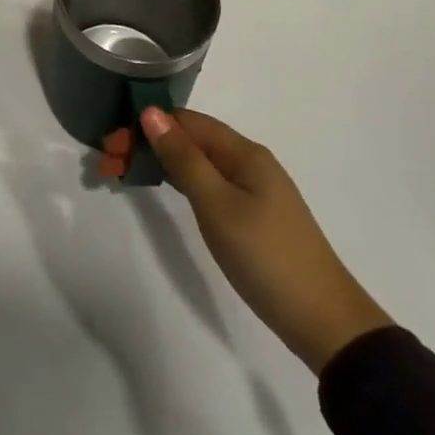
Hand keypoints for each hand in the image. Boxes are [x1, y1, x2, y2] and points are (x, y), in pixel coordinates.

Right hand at [132, 106, 393, 373]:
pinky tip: (163, 189)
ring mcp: (253, 189)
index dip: (146, 126)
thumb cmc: (266, 256)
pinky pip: (207, 182)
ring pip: (196, 161)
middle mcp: (248, 162)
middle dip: (147, 144)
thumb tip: (151, 112)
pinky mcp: (252, 214)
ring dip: (159, 162)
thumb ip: (183, 158)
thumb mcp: (217, 204)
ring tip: (123, 173)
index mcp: (243, 152)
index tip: (111, 146)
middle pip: (189, 139)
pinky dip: (179, 181)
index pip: (185, 121)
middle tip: (109, 165)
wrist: (324, 321)